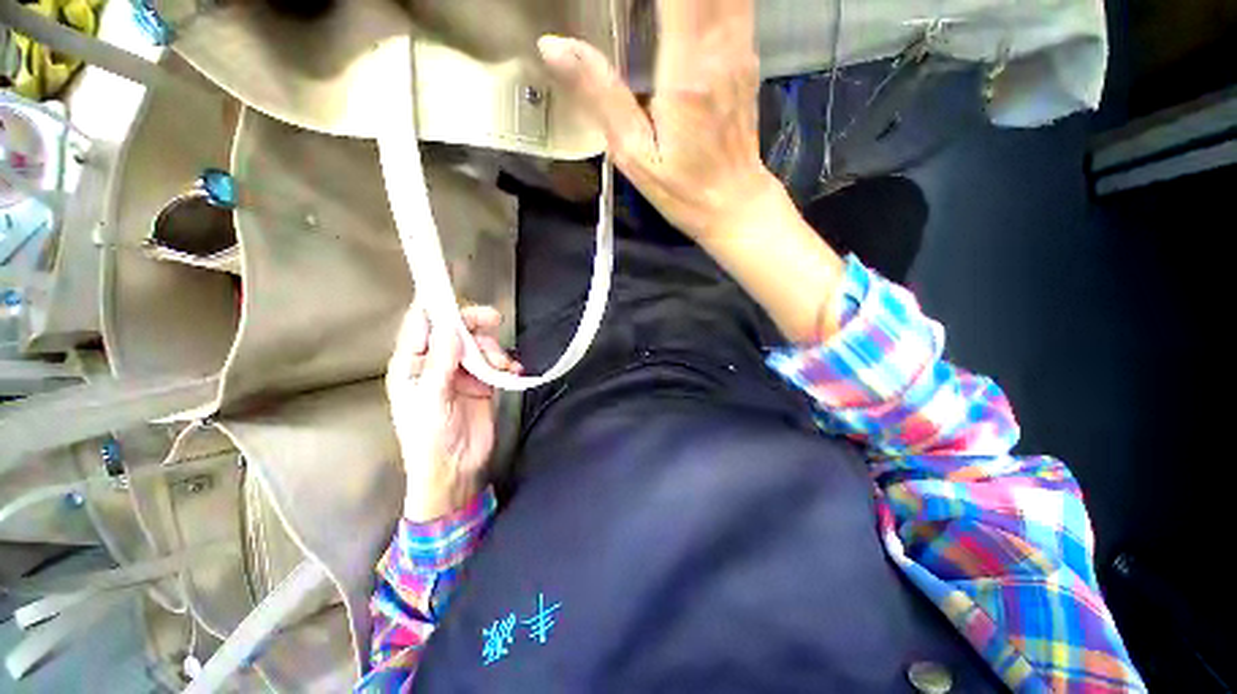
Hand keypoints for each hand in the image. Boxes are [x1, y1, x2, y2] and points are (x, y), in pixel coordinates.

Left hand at [386, 304, 522, 521]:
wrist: (456, 469)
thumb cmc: (431, 438)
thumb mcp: (431, 400)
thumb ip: (441, 363)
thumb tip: (451, 328)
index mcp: (413, 364)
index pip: (421, 325)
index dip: (435, 306)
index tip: (453, 287)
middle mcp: (437, 362)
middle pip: (456, 329)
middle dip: (474, 324)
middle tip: (493, 321)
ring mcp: (462, 371)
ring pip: (479, 343)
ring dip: (494, 349)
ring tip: (503, 366)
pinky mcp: (483, 382)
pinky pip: (496, 362)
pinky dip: (506, 363)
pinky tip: (512, 372)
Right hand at [538, 0, 776, 241]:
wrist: (735, 203)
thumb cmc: (684, 189)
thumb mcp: (634, 155)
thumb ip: (600, 96)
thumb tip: (552, 46)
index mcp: (686, 69)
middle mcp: (720, 44)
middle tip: (629, 3)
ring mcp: (740, 45)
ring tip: (648, 9)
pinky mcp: (747, 52)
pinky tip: (682, 10)